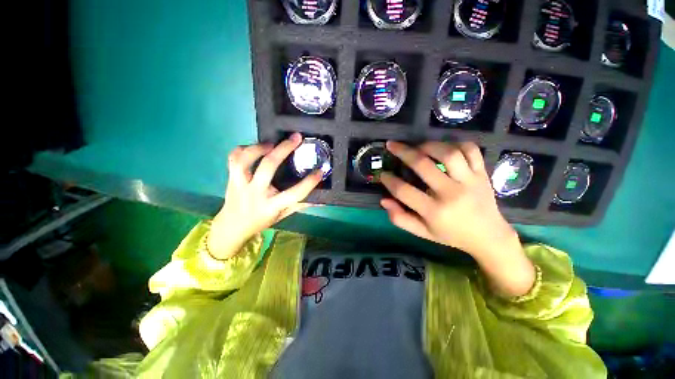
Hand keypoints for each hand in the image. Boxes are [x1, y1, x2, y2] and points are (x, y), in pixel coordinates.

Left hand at [207, 133, 321, 259]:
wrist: (232, 227)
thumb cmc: (261, 221)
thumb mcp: (283, 215)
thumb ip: (300, 205)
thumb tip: (321, 200)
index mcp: (271, 206)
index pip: (294, 194)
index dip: (309, 182)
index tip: (320, 171)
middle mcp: (255, 193)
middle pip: (268, 167)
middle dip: (283, 149)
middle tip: (296, 138)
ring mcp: (240, 184)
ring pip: (245, 160)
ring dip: (259, 147)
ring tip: (272, 143)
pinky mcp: (230, 178)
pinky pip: (233, 159)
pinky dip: (243, 149)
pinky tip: (254, 148)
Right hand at [380, 141, 534, 296]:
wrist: (488, 236)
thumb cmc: (451, 234)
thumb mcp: (422, 232)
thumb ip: (400, 218)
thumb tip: (384, 200)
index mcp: (434, 211)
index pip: (404, 191)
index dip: (389, 181)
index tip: (383, 174)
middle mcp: (451, 193)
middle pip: (423, 165)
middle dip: (402, 152)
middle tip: (392, 145)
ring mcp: (469, 181)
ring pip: (448, 153)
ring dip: (429, 145)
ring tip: (418, 146)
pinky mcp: (482, 173)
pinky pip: (471, 150)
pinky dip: (456, 144)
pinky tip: (444, 148)